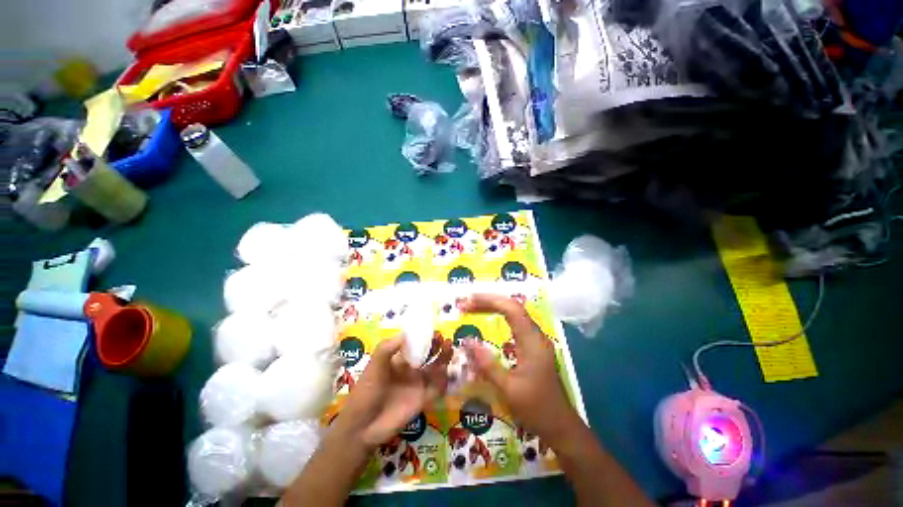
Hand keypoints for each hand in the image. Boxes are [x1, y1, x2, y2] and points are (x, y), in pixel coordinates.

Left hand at [332, 335, 452, 449]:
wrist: (362, 426)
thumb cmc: (366, 391)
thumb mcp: (374, 366)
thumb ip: (387, 349)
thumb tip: (404, 334)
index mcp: (399, 361)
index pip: (415, 345)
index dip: (424, 338)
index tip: (432, 331)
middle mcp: (410, 371)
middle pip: (428, 356)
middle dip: (437, 347)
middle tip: (444, 340)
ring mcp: (417, 385)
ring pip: (435, 369)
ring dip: (443, 359)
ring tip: (449, 349)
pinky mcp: (423, 400)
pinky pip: (437, 388)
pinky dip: (444, 379)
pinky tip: (447, 371)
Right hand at [461, 294, 582, 446]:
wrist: (561, 427)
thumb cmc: (537, 409)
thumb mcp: (508, 389)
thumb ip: (487, 364)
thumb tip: (468, 341)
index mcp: (532, 341)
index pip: (511, 308)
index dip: (489, 300)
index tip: (468, 301)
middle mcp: (535, 335)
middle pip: (512, 307)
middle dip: (488, 301)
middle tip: (465, 304)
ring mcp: (535, 340)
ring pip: (513, 314)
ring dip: (493, 307)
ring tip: (472, 308)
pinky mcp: (532, 347)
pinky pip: (514, 324)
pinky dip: (499, 317)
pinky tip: (488, 319)